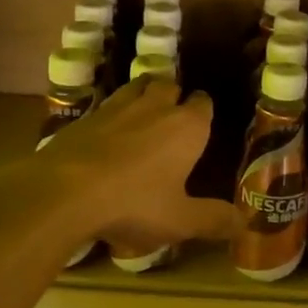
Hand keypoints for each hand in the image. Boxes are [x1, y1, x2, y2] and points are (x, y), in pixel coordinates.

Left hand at [41, 77, 242, 252]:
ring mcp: (117, 106)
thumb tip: (244, 221)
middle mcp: (155, 106)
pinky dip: (112, 113)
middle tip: (172, 118)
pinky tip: (107, 134)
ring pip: (137, 85)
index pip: (203, 104)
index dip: (203, 111)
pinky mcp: (86, 115)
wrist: (64, 191)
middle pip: (169, 85)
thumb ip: (213, 219)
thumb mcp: (179, 220)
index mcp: (186, 126)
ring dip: (144, 94)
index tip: (202, 126)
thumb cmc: (134, 204)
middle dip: (174, 96)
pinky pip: (107, 104)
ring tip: (143, 114)